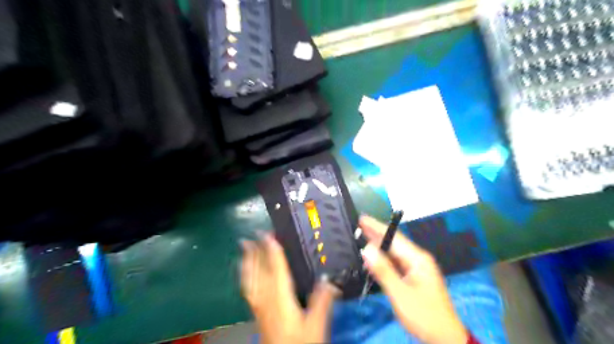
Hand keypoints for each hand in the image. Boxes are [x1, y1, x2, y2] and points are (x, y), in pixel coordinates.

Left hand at [240, 232, 340, 341]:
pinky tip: (245, 270)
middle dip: (257, 250)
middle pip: (259, 270)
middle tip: (255, 234)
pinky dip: (245, 274)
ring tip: (245, 246)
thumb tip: (329, 280)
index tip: (269, 235)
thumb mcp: (316, 325)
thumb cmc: (300, 343)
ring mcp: (259, 305)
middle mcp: (266, 299)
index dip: (272, 250)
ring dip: (248, 260)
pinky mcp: (256, 311)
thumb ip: (322, 301)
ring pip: (250, 277)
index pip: (276, 268)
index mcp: (281, 298)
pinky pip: (248, 287)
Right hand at [358, 216, 468, 342]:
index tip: (362, 218)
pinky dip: (383, 259)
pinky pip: (396, 264)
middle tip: (358, 225)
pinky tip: (373, 258)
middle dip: (376, 234)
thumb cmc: (424, 315)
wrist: (445, 338)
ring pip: (394, 253)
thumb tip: (367, 249)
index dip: (377, 227)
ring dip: (378, 246)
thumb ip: (383, 270)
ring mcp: (417, 269)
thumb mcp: (400, 293)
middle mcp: (418, 260)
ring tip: (362, 238)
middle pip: (394, 243)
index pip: (394, 238)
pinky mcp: (414, 278)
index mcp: (418, 259)